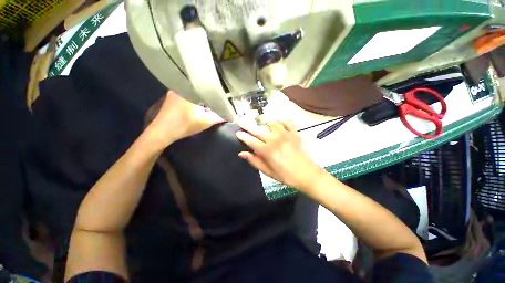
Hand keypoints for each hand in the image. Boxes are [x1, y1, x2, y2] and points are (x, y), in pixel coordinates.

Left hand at [146, 90, 224, 149]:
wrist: (161, 133)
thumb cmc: (183, 125)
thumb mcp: (205, 122)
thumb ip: (219, 117)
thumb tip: (230, 116)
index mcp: (189, 90)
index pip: (208, 88)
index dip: (218, 93)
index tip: (224, 98)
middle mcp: (181, 87)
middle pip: (201, 89)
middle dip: (210, 96)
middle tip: (218, 101)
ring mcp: (174, 91)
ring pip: (194, 92)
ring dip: (202, 98)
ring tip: (210, 104)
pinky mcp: (172, 97)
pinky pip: (188, 95)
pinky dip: (195, 99)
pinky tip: (198, 106)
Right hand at [235, 120, 322, 191]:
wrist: (308, 175)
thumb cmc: (287, 176)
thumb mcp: (268, 172)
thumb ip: (255, 161)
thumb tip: (242, 153)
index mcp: (267, 151)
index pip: (251, 141)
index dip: (243, 136)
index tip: (238, 132)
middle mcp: (275, 140)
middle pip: (258, 130)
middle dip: (247, 125)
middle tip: (241, 120)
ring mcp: (286, 135)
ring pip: (271, 123)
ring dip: (264, 122)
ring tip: (260, 122)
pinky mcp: (295, 133)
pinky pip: (287, 122)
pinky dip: (281, 120)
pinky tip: (278, 122)